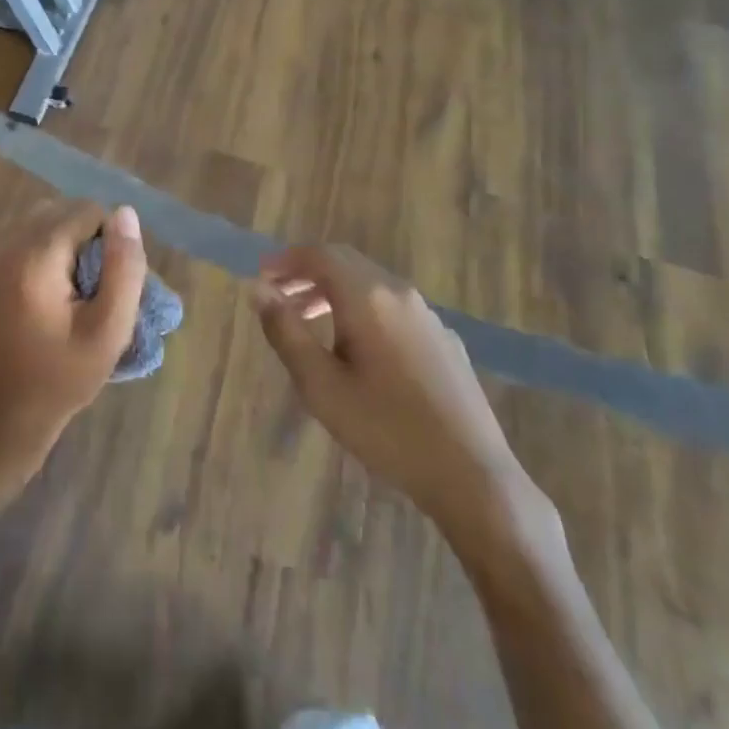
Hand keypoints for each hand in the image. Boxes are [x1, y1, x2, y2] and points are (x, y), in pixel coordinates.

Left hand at [0, 200, 146, 477]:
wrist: (1, 416)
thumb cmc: (62, 377)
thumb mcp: (109, 329)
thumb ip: (123, 267)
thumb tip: (125, 213)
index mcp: (35, 256)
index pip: (87, 211)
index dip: (109, 241)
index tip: (108, 283)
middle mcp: (3, 243)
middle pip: (60, 209)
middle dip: (84, 237)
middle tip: (90, 287)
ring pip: (38, 219)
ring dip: (60, 241)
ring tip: (68, 289)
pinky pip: (17, 235)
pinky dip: (37, 249)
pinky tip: (42, 290)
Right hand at [252, 245, 534, 527]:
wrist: (471, 474)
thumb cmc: (386, 429)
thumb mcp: (321, 385)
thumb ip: (286, 332)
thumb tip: (258, 289)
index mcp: (367, 297)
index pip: (320, 255)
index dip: (286, 260)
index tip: (261, 276)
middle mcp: (399, 293)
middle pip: (346, 263)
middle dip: (307, 273)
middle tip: (278, 296)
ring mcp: (427, 315)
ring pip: (370, 285)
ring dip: (333, 292)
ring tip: (307, 321)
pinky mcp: (443, 339)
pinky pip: (392, 307)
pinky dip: (361, 309)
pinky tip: (356, 348)